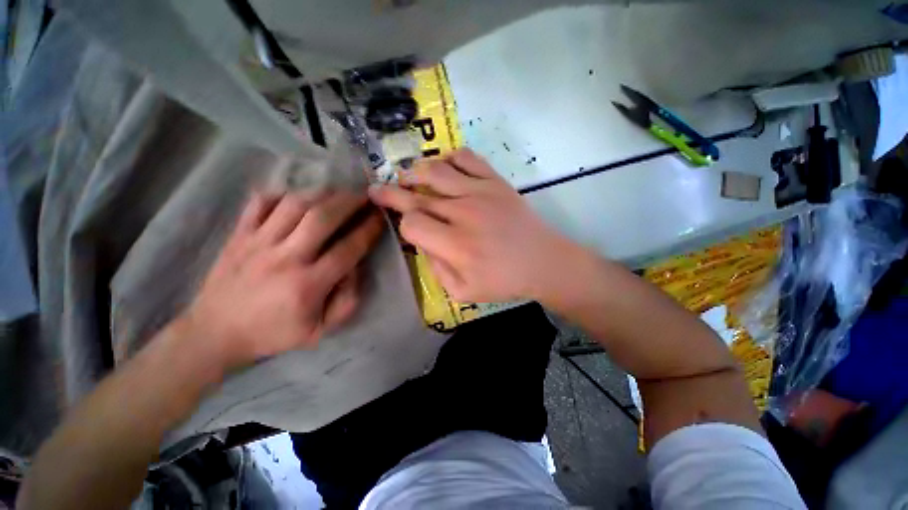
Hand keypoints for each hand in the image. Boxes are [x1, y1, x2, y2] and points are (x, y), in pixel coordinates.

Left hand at [185, 190, 383, 369]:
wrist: (215, 333)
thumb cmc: (273, 333)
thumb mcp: (320, 331)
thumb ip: (347, 301)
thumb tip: (356, 268)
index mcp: (307, 285)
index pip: (348, 248)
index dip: (369, 229)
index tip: (380, 217)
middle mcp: (284, 258)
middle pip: (322, 217)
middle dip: (349, 202)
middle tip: (365, 196)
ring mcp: (257, 242)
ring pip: (294, 204)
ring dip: (322, 194)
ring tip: (338, 194)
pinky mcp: (238, 234)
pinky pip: (260, 202)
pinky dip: (283, 194)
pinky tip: (298, 197)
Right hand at [369, 149, 578, 302]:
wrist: (543, 262)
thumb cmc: (504, 281)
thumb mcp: (463, 291)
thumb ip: (436, 269)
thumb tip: (422, 243)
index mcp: (455, 244)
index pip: (412, 223)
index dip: (403, 224)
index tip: (403, 225)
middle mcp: (463, 213)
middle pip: (417, 194)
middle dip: (392, 192)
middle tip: (377, 189)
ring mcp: (481, 192)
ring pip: (436, 170)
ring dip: (414, 172)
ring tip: (406, 176)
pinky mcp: (496, 181)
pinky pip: (466, 157)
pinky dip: (448, 158)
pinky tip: (442, 167)